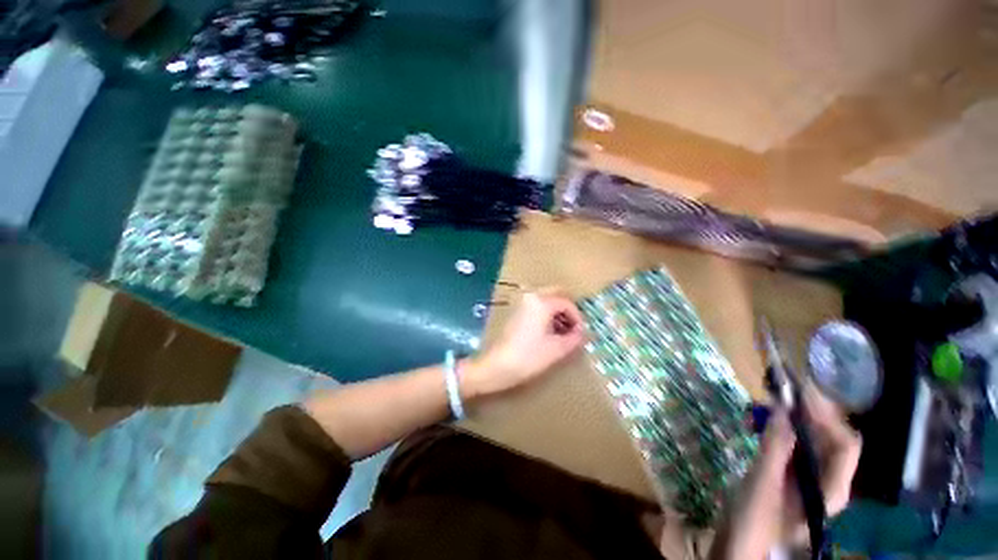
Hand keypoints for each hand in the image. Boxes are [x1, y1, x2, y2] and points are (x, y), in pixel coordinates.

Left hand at [463, 290, 585, 397]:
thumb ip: (574, 338)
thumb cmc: (529, 356)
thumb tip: (581, 332)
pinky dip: (546, 313)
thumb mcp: (557, 348)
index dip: (578, 318)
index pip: (567, 303)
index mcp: (542, 302)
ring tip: (563, 332)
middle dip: (568, 310)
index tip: (581, 333)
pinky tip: (550, 331)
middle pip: (556, 294)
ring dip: (557, 311)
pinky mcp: (516, 311)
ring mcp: (522, 303)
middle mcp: (531, 296)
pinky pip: (537, 305)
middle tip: (574, 328)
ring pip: (546, 299)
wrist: (499, 365)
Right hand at [711, 385, 861, 559]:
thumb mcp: (762, 482)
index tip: (798, 392)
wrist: (738, 547)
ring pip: (809, 439)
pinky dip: (776, 428)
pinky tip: (756, 420)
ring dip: (788, 418)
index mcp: (831, 488)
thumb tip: (782, 407)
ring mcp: (808, 478)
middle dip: (806, 412)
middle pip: (829, 438)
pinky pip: (791, 444)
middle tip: (778, 391)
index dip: (826, 415)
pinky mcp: (790, 475)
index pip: (844, 444)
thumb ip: (775, 446)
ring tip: (762, 404)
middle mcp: (827, 480)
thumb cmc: (754, 521)